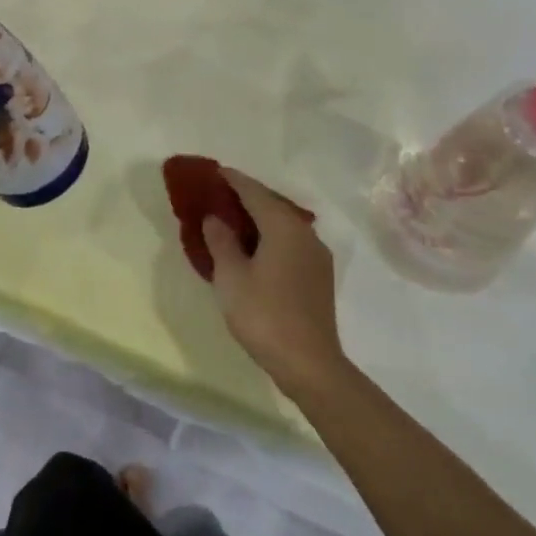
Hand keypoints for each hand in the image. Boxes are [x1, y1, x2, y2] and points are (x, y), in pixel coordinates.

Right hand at [203, 167, 347, 394]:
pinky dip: (271, 236)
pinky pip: (291, 242)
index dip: (234, 180)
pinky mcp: (319, 276)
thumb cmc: (264, 315)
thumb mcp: (231, 277)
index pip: (255, 193)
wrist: (309, 364)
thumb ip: (221, 241)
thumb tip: (216, 218)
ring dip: (260, 217)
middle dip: (247, 196)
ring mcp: (316, 255)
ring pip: (284, 224)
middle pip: (273, 204)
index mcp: (284, 227)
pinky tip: (256, 248)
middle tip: (220, 194)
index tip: (216, 171)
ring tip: (234, 219)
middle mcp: (305, 234)